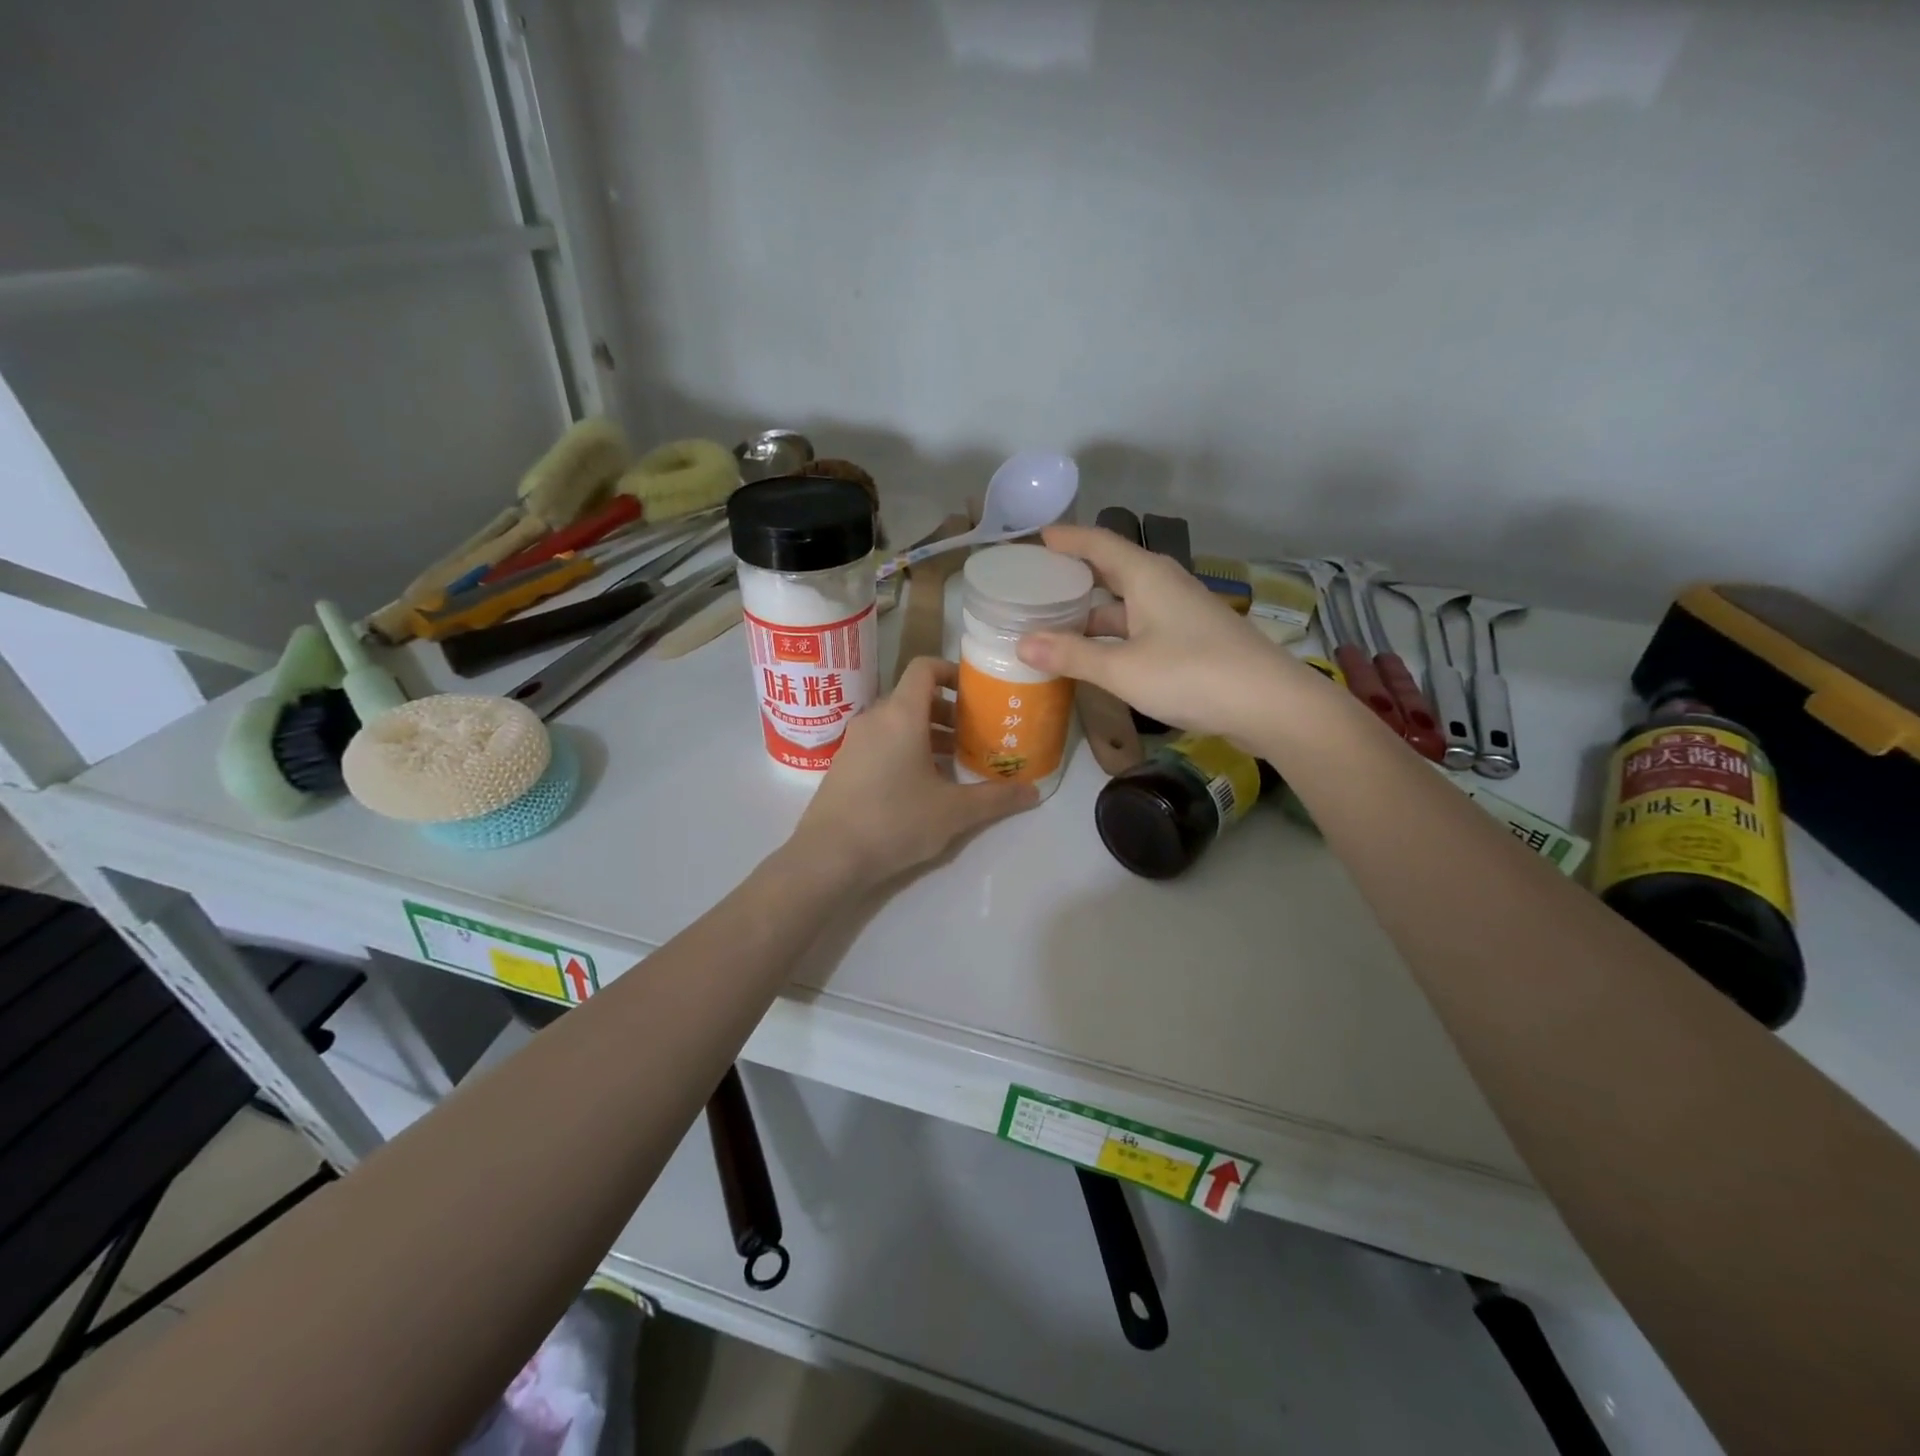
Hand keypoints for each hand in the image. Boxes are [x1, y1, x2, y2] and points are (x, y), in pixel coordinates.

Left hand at [791, 657, 1036, 888]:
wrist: (828, 857)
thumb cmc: (895, 821)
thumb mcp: (954, 811)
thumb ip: (996, 798)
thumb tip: (1035, 792)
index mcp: (901, 714)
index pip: (925, 668)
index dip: (951, 671)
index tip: (975, 692)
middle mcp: (874, 718)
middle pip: (914, 697)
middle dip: (948, 711)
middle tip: (976, 734)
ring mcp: (854, 742)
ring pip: (897, 722)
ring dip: (928, 733)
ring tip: (955, 761)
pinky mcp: (843, 765)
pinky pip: (880, 742)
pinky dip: (905, 749)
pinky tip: (922, 785)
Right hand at [1016, 524, 1303, 744]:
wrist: (1270, 704)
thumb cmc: (1192, 675)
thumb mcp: (1123, 668)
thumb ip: (1072, 655)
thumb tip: (1022, 643)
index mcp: (1147, 576)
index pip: (1098, 542)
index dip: (1066, 539)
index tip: (1036, 539)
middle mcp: (1164, 585)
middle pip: (1112, 570)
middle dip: (1075, 576)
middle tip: (1035, 586)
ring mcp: (1181, 613)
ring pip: (1126, 603)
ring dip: (1093, 612)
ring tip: (1054, 625)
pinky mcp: (1192, 639)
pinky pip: (1141, 626)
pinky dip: (1114, 634)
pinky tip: (1097, 655)